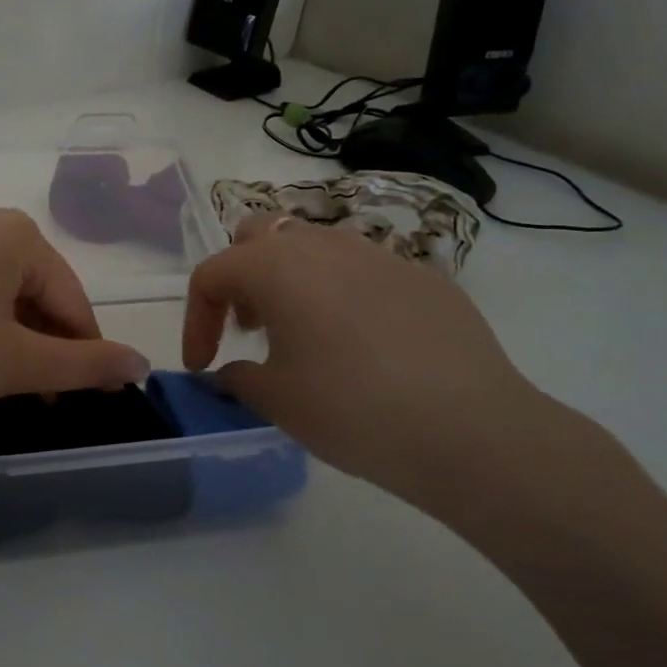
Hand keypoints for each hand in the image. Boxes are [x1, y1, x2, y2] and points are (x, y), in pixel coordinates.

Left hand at [0, 198, 149, 425]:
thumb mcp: (15, 363)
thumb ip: (84, 364)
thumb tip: (141, 364)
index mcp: (14, 232)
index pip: (72, 298)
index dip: (86, 351)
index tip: (90, 398)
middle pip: (35, 289)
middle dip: (45, 345)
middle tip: (42, 397)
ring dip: (13, 337)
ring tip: (6, 383)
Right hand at [183, 215, 556, 524]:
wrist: (471, 430)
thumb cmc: (352, 410)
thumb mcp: (276, 400)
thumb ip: (237, 377)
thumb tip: (231, 371)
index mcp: (276, 267)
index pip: (212, 274)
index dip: (195, 319)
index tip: (202, 364)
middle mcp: (322, 245)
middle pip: (258, 236)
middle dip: (240, 277)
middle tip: (249, 327)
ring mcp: (378, 255)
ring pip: (314, 246)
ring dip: (291, 280)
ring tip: (303, 333)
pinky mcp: (422, 276)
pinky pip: (363, 270)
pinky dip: (342, 294)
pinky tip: (363, 345)